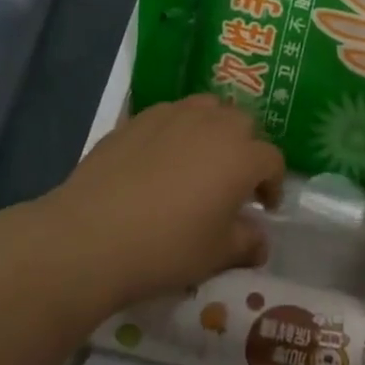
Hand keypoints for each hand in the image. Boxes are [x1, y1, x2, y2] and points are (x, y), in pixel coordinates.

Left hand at [41, 95, 284, 314]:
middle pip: (243, 124)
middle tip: (234, 181)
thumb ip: (246, 243)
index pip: (272, 160)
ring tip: (200, 159)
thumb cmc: (166, 247)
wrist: (92, 235)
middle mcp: (213, 124)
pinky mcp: (139, 118)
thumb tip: (259, 241)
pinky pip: (171, 114)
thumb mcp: (216, 255)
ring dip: (214, 129)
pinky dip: (177, 130)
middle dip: (246, 148)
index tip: (263, 207)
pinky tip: (161, 158)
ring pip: (208, 108)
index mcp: (242, 156)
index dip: (273, 183)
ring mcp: (174, 114)